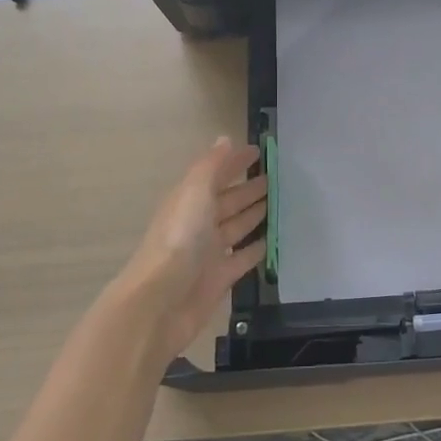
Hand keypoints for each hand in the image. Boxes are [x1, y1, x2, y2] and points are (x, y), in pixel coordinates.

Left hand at [115, 138, 268, 359]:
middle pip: (228, 201)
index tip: (259, 151)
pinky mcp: (221, 277)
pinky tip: (273, 240)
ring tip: (279, 202)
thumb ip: (211, 166)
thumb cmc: (178, 239)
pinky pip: (243, 257)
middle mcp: (199, 223)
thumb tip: (226, 139)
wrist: (161, 301)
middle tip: (276, 178)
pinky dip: (257, 248)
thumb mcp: (194, 192)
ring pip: (237, 227)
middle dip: (249, 188)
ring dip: (255, 214)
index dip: (234, 162)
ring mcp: (209, 251)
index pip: (216, 174)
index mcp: (190, 201)